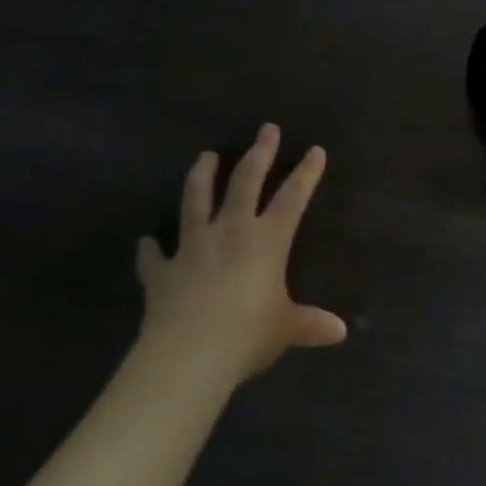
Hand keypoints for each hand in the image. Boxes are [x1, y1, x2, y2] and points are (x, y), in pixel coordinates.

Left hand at [135, 124, 346, 384]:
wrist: (189, 356)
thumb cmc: (248, 335)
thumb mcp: (285, 329)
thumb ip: (309, 324)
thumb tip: (340, 331)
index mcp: (267, 240)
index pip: (293, 197)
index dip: (307, 173)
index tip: (315, 150)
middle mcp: (230, 232)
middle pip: (245, 182)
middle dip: (259, 153)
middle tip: (266, 129)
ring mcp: (192, 247)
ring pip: (196, 200)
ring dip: (202, 176)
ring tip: (206, 156)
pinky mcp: (162, 271)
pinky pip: (153, 256)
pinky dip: (150, 249)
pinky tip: (145, 242)